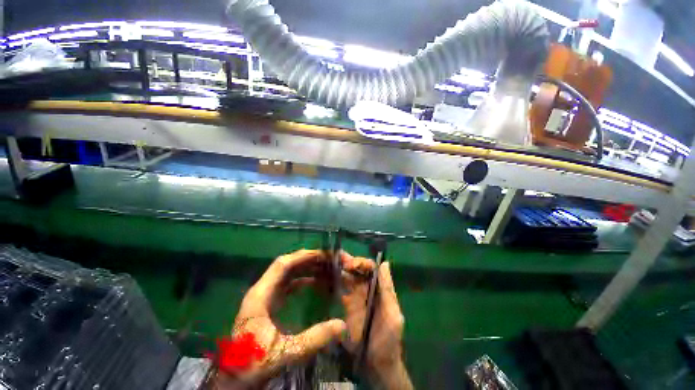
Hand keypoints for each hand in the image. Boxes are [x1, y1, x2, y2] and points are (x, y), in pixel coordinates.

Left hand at [214, 250, 346, 388]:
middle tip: (327, 259)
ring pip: (287, 273)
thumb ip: (314, 339)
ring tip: (323, 267)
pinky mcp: (268, 303)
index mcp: (260, 295)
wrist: (236, 378)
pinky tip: (313, 282)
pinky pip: (287, 284)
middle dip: (307, 260)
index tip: (321, 254)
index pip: (282, 265)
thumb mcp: (286, 352)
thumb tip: (341, 325)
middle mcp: (261, 290)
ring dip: (305, 268)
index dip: (302, 257)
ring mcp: (264, 296)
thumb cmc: (255, 363)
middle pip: (286, 265)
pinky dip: (301, 279)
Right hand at [340, 253, 412, 389]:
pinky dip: (333, 281)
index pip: (370, 268)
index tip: (352, 264)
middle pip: (357, 269)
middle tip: (338, 259)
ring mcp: (355, 296)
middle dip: (348, 261)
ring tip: (329, 262)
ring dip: (339, 268)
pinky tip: (324, 276)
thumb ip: (388, 290)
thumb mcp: (393, 314)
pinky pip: (339, 289)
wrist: (376, 364)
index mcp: (378, 288)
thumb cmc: (389, 339)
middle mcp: (366, 288)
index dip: (362, 262)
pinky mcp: (345, 306)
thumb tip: (385, 263)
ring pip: (347, 276)